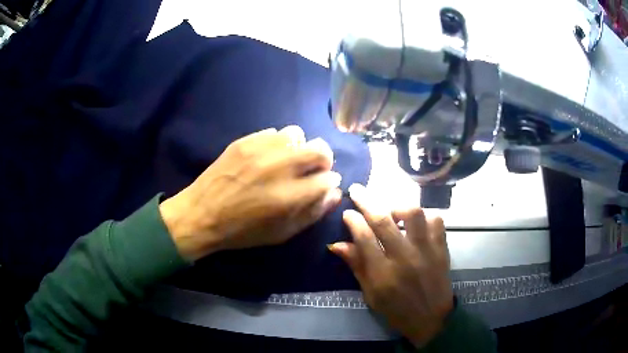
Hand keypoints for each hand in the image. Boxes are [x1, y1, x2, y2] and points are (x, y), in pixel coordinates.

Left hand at [160, 126, 341, 260]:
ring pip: (297, 134)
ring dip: (300, 147)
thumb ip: (312, 213)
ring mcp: (261, 150)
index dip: (330, 182)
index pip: (328, 178)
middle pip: (320, 149)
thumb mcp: (281, 233)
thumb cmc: (243, 231)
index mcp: (290, 196)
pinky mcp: (245, 141)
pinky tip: (268, 156)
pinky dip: (278, 143)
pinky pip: (274, 132)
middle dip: (323, 160)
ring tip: (288, 160)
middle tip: (313, 169)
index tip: (323, 185)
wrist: (201, 215)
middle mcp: (279, 167)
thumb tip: (334, 193)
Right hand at [328, 184, 452, 347]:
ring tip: (392, 211)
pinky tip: (417, 224)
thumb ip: (356, 266)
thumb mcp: (370, 294)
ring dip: (398, 207)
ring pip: (413, 214)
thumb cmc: (396, 310)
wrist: (431, 319)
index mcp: (383, 274)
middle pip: (384, 220)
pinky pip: (436, 221)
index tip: (347, 212)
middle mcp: (405, 258)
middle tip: (357, 190)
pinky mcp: (442, 248)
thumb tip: (337, 244)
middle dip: (367, 201)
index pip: (364, 237)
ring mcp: (426, 251)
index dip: (353, 220)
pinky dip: (425, 216)